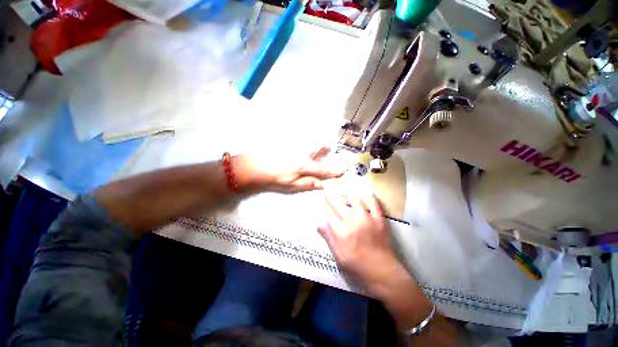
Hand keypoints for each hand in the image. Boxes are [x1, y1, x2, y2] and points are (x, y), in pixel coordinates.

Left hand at [234, 147, 341, 193]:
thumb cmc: (273, 178)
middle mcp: (302, 154)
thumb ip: (307, 184)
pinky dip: (305, 144)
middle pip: (318, 148)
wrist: (253, 167)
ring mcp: (295, 147)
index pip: (322, 170)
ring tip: (317, 147)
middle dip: (326, 149)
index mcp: (304, 166)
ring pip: (310, 143)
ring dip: (316, 145)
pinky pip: (301, 141)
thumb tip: (321, 185)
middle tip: (328, 150)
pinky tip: (302, 148)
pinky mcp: (287, 144)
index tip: (339, 172)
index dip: (331, 172)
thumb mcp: (291, 186)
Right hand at [318, 193, 407, 293]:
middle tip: (328, 190)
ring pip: (355, 199)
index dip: (325, 206)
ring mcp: (367, 219)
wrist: (382, 272)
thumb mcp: (339, 256)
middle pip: (339, 204)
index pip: (329, 214)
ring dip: (348, 193)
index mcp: (341, 232)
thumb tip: (319, 223)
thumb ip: (329, 238)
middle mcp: (353, 222)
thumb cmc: (357, 266)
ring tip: (345, 188)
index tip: (322, 200)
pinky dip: (370, 196)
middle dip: (332, 196)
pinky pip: (374, 203)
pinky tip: (366, 192)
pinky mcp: (379, 219)